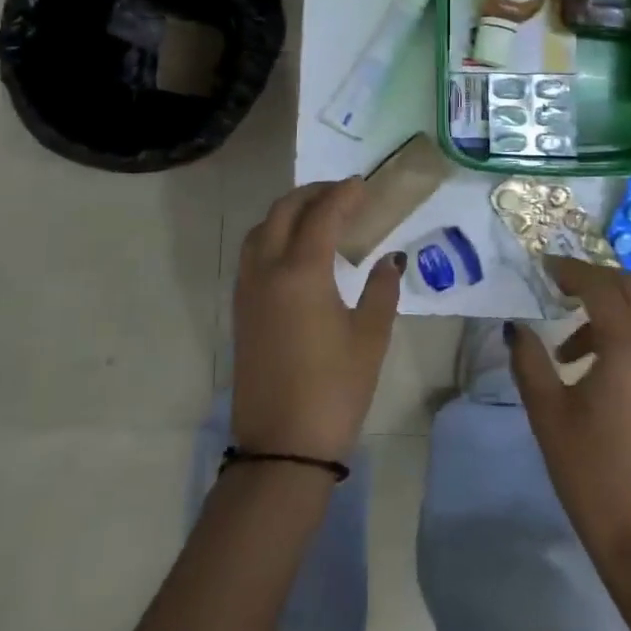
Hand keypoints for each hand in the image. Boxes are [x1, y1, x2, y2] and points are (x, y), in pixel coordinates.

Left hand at [231, 179, 402, 461]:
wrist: (282, 446)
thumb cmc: (335, 389)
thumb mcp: (370, 337)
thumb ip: (381, 290)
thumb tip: (389, 261)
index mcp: (301, 273)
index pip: (322, 215)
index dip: (344, 195)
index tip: (363, 184)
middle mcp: (267, 272)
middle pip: (283, 212)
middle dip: (312, 194)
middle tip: (342, 194)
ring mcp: (248, 291)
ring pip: (261, 230)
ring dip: (288, 212)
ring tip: (319, 216)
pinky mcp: (241, 311)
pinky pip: (253, 254)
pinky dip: (274, 236)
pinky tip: (298, 251)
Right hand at [507, 258, 630, 580]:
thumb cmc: (593, 475)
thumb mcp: (549, 415)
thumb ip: (530, 363)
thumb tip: (516, 328)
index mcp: (629, 349)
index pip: (601, 287)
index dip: (571, 271)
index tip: (543, 267)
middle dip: (596, 281)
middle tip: (560, 288)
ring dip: (605, 318)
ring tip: (566, 354)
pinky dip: (620, 345)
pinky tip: (594, 381)